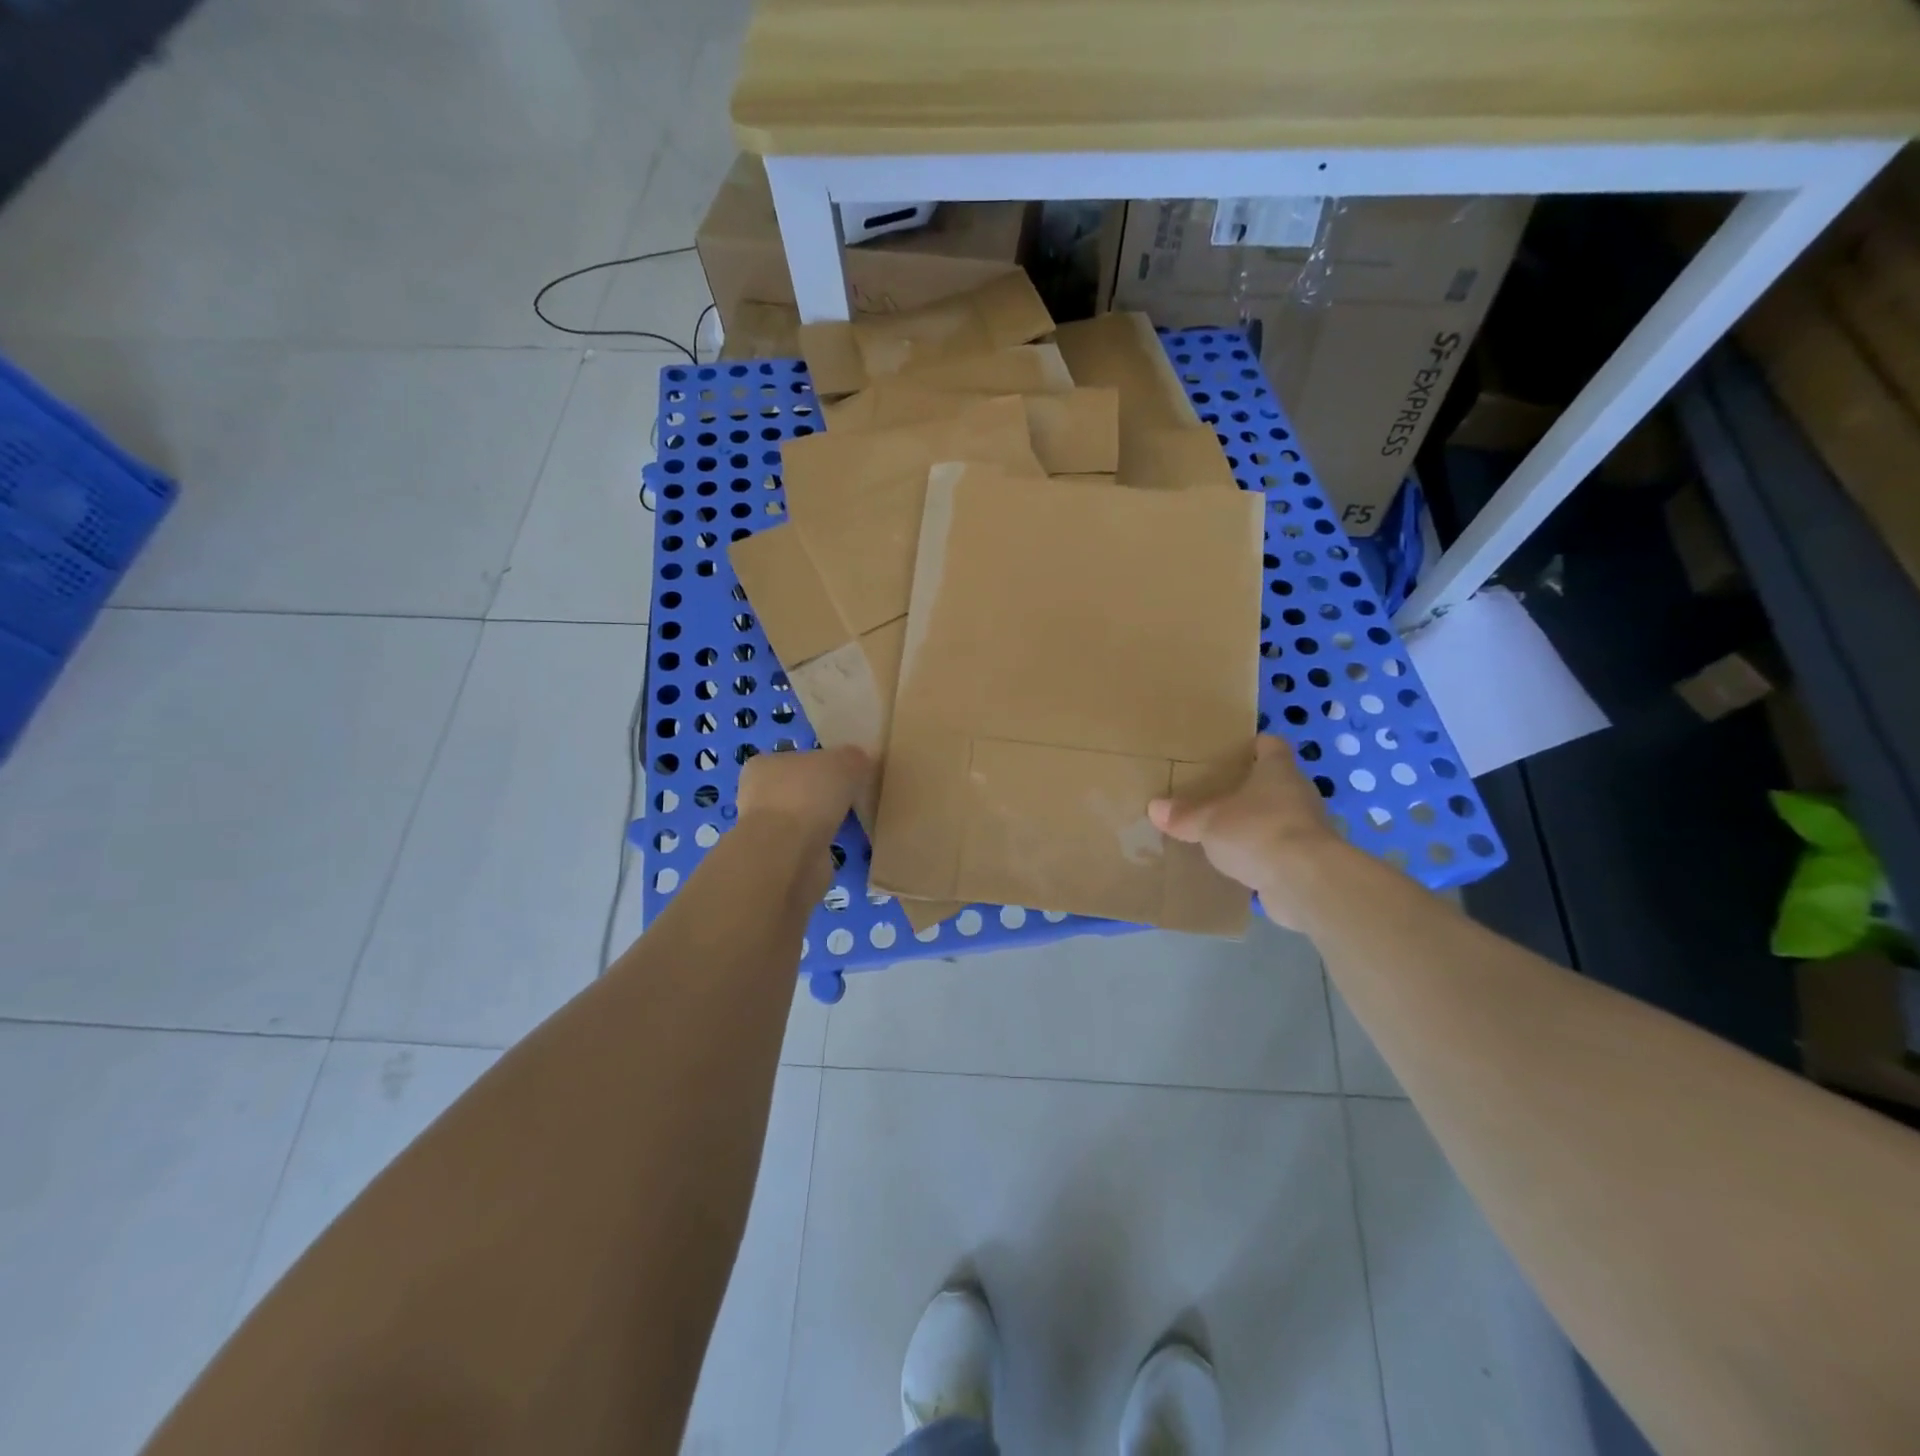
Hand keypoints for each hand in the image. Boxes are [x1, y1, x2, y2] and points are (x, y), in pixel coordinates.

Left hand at [736, 744, 867, 844]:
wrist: (789, 852)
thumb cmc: (810, 795)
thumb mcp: (844, 761)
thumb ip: (853, 758)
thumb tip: (859, 762)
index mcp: (764, 765)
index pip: (795, 759)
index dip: (821, 765)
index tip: (845, 775)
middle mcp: (757, 795)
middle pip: (797, 789)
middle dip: (820, 796)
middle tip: (850, 799)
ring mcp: (765, 829)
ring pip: (799, 819)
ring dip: (820, 822)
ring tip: (848, 824)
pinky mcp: (777, 858)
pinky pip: (804, 845)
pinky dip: (819, 845)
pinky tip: (837, 845)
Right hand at [1149, 736, 1344, 929]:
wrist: (1305, 882)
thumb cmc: (1257, 831)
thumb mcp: (1208, 821)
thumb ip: (1183, 815)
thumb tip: (1154, 807)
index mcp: (1278, 771)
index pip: (1272, 745)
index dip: (1254, 745)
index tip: (1234, 751)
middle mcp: (1298, 794)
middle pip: (1274, 782)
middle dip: (1249, 788)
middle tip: (1216, 794)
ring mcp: (1307, 828)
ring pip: (1277, 817)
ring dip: (1256, 823)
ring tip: (1223, 831)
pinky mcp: (1308, 860)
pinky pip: (1279, 850)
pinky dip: (1262, 854)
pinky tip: (1239, 864)